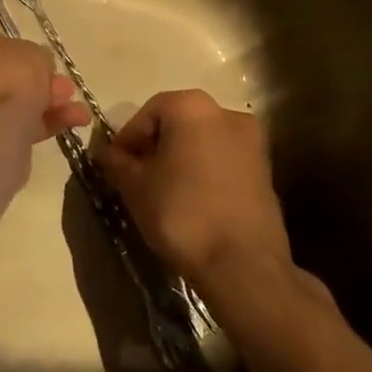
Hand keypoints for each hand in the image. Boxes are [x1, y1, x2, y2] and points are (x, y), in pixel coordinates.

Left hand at [0, 15, 89, 145]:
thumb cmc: (5, 75)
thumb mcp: (34, 54)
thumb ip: (36, 57)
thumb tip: (35, 68)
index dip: (12, 46)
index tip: (36, 57)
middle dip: (32, 80)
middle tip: (63, 88)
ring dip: (40, 102)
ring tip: (76, 111)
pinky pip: (1, 122)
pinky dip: (34, 123)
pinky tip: (70, 124)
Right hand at [99, 90, 293, 294]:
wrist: (243, 264)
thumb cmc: (181, 214)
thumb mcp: (135, 187)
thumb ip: (117, 163)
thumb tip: (107, 154)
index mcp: (192, 107)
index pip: (146, 114)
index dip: (127, 140)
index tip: (115, 166)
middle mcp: (226, 113)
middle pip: (177, 123)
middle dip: (154, 147)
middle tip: (135, 177)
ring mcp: (251, 141)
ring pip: (201, 142)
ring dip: (178, 159)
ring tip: (162, 191)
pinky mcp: (265, 169)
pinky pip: (222, 160)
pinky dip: (203, 171)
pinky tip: (191, 200)